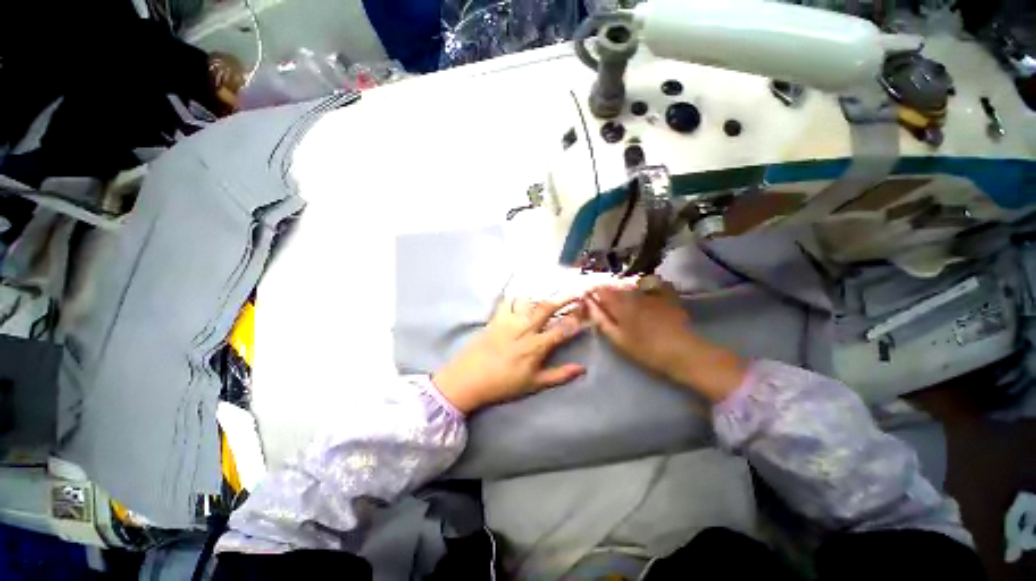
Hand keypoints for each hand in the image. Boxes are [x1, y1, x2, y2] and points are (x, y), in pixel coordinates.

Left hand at [432, 298, 586, 413]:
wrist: (468, 378)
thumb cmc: (503, 384)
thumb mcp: (533, 384)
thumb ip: (559, 375)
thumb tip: (582, 368)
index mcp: (536, 346)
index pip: (562, 329)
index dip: (577, 319)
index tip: (587, 312)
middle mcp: (525, 329)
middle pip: (547, 307)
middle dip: (565, 297)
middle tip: (576, 291)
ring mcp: (509, 321)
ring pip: (528, 300)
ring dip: (540, 297)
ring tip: (546, 297)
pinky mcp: (495, 318)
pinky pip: (507, 301)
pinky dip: (515, 297)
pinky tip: (520, 297)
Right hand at [586, 278, 746, 401]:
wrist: (683, 352)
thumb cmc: (646, 349)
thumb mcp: (618, 339)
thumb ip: (602, 320)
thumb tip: (589, 305)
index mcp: (620, 304)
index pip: (601, 290)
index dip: (594, 291)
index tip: (589, 296)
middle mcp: (634, 293)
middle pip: (616, 286)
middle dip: (609, 290)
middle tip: (606, 300)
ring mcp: (651, 293)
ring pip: (632, 285)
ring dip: (624, 289)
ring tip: (625, 299)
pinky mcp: (666, 295)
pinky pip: (653, 283)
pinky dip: (646, 285)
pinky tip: (646, 292)